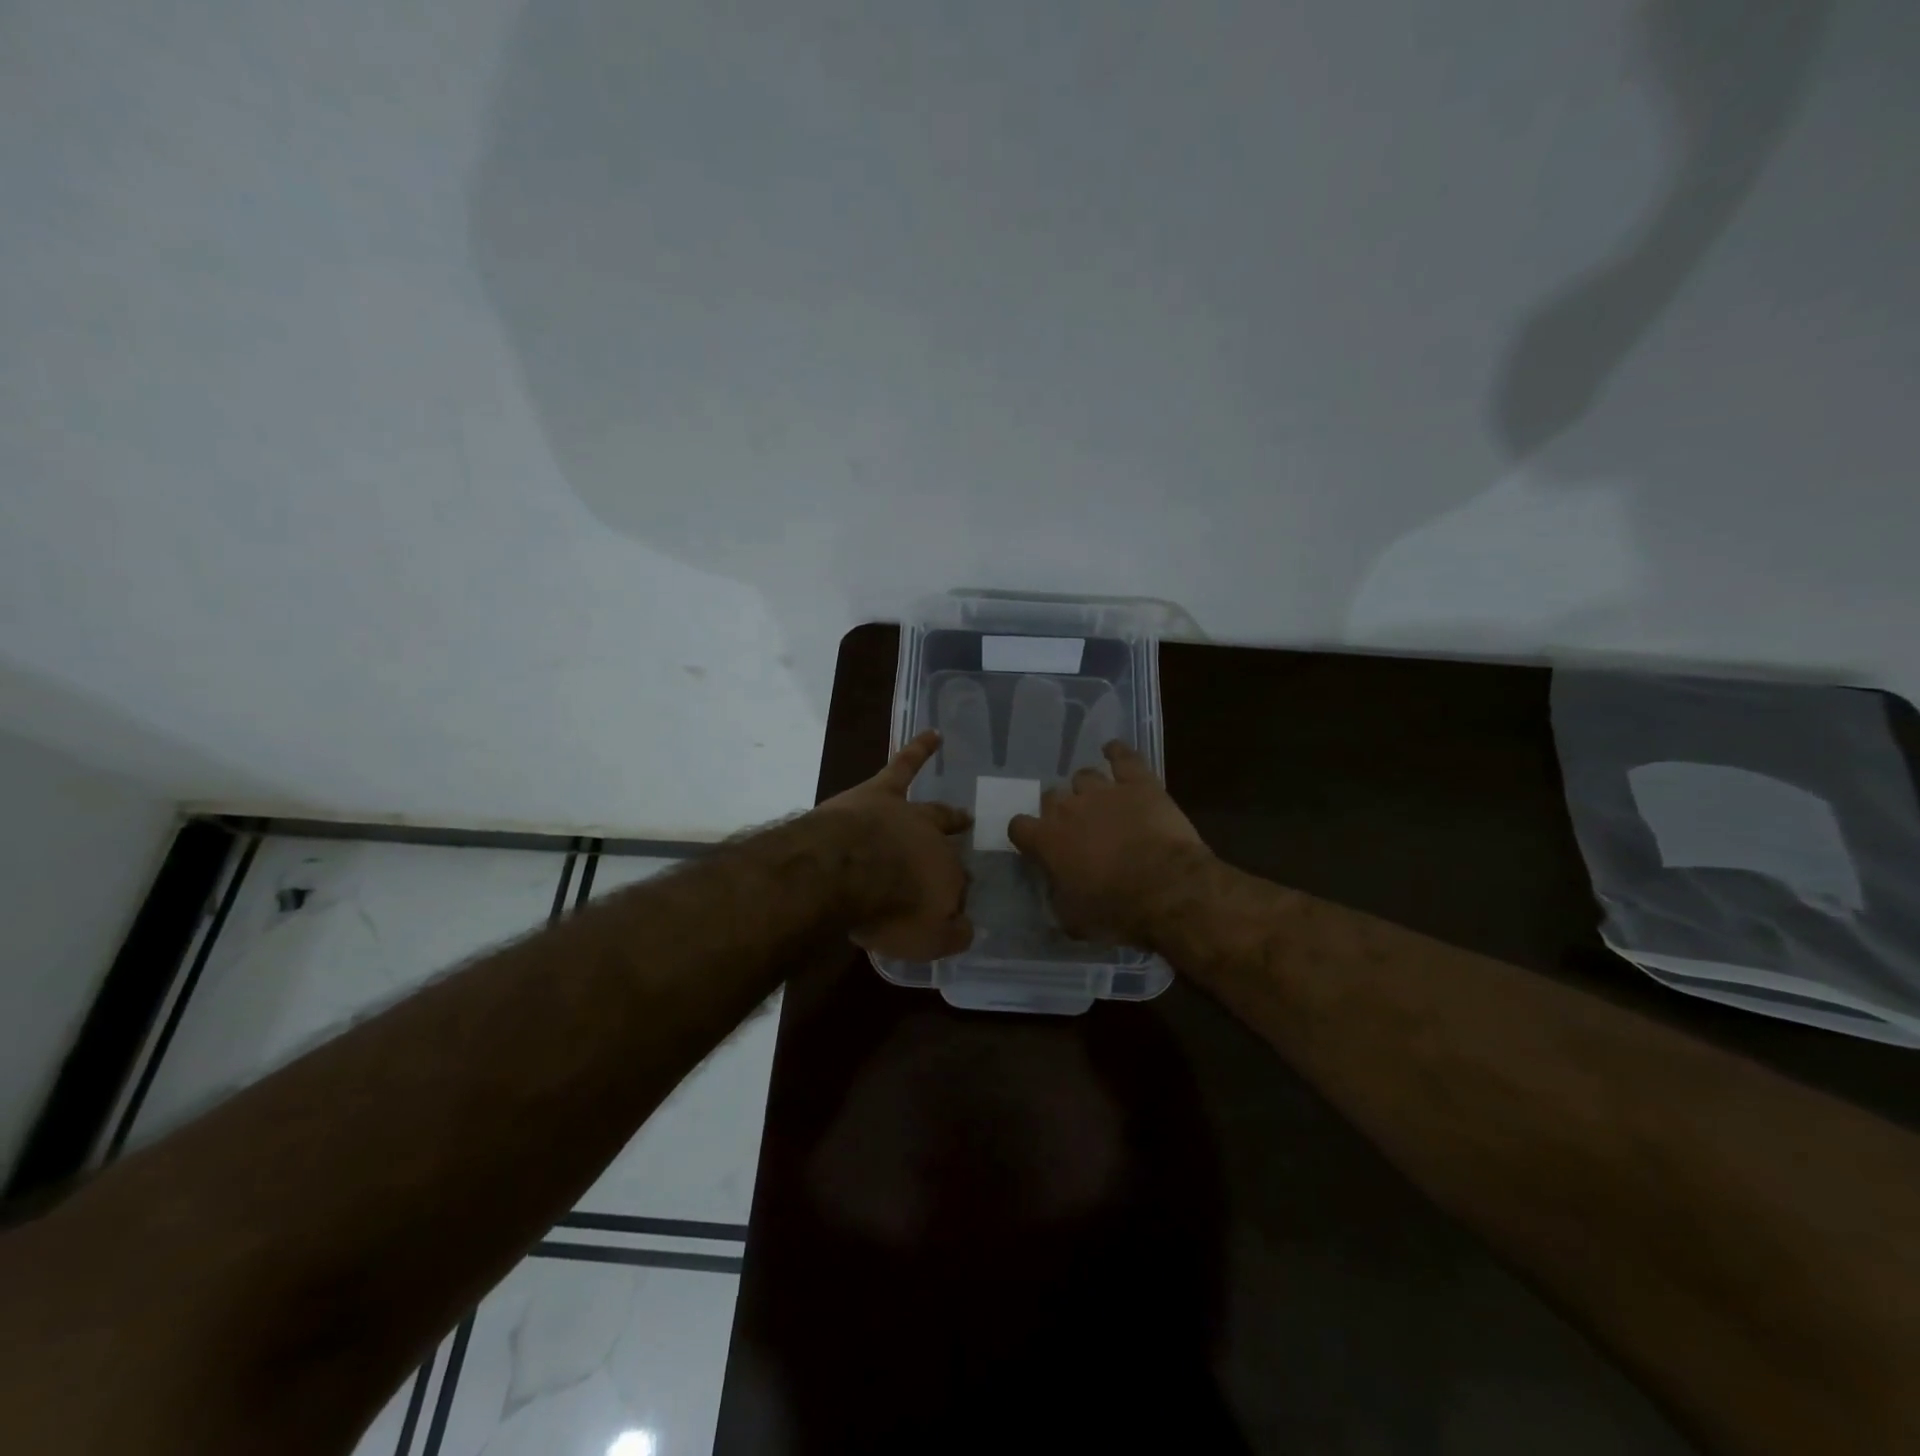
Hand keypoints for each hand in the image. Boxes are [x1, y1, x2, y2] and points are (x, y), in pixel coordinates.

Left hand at [813, 730, 974, 960]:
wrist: (845, 870)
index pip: (956, 888)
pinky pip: (904, 766)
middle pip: (948, 849)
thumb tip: (967, 928)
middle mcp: (935, 844)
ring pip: (933, 811)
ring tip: (962, 813)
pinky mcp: (881, 792)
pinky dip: (919, 749)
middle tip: (963, 863)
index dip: (952, 899)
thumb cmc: (887, 910)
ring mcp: (908, 815)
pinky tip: (934, 734)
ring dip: (948, 814)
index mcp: (947, 880)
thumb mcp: (925, 940)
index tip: (949, 910)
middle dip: (954, 855)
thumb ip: (951, 935)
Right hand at [1007, 740, 1213, 948]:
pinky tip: (1114, 752)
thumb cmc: (1115, 910)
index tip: (1036, 845)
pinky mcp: (1139, 782)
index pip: (1019, 826)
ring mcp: (1104, 791)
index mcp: (1046, 840)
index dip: (1026, 834)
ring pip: (1084, 776)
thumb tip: (1056, 890)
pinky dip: (1117, 753)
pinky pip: (1123, 757)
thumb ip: (1057, 896)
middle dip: (1060, 811)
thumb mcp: (1073, 919)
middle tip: (1077, 830)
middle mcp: (1068, 808)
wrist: (1167, 889)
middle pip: (1052, 797)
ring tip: (1100, 802)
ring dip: (1088, 789)